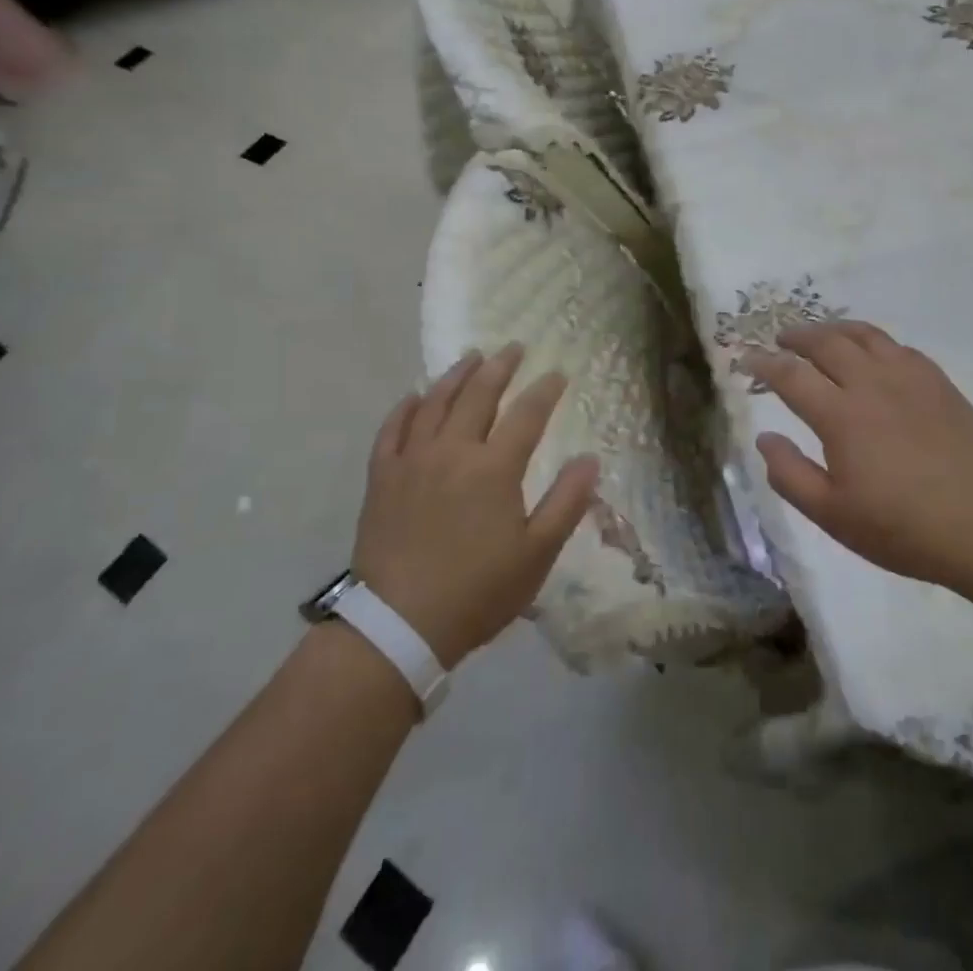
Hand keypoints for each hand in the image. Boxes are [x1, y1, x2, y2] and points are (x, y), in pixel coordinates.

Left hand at [351, 346, 599, 666]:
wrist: (398, 625)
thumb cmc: (477, 591)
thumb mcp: (536, 555)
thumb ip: (566, 503)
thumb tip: (590, 460)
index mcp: (494, 468)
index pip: (527, 415)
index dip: (545, 391)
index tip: (557, 374)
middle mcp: (453, 451)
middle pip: (479, 395)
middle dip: (500, 367)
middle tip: (513, 348)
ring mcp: (412, 460)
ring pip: (435, 403)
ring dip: (456, 375)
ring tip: (470, 356)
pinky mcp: (382, 477)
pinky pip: (392, 429)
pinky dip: (405, 407)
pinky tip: (414, 395)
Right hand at [742, 321, 972, 598]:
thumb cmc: (904, 528)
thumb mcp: (834, 515)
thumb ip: (790, 475)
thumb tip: (764, 437)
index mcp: (841, 415)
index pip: (791, 375)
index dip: (764, 364)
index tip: (747, 359)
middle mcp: (871, 383)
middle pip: (826, 342)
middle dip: (797, 336)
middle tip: (781, 339)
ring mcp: (909, 377)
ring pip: (864, 335)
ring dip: (834, 329)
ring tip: (821, 334)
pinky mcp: (938, 382)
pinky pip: (897, 346)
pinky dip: (873, 342)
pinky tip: (872, 355)